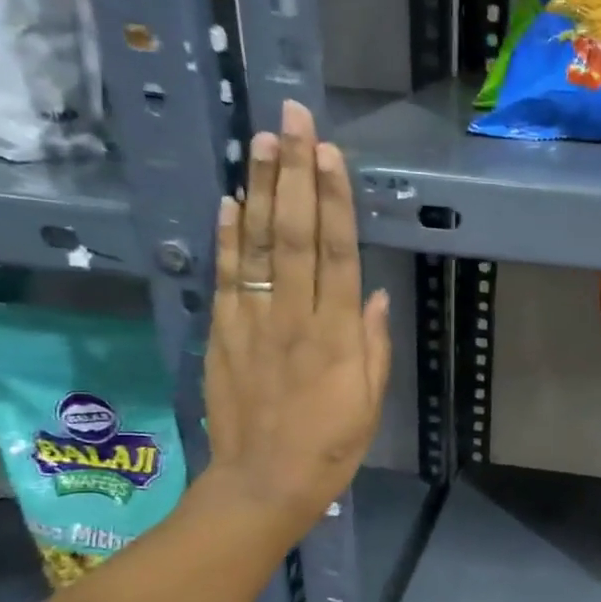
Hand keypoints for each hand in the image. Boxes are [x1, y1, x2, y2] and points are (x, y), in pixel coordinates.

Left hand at [202, 100, 390, 537]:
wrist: (265, 483)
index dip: (333, 199)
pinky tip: (228, 200)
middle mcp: (295, 318)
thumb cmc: (331, 447)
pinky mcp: (222, 334)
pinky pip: (226, 277)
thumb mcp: (369, 403)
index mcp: (338, 336)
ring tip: (261, 140)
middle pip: (294, 234)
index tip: (329, 152)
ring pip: (257, 245)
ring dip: (259, 189)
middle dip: (295, 172)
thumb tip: (378, 294)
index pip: (336, 253)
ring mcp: (253, 322)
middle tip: (292, 118)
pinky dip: (226, 237)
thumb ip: (373, 346)